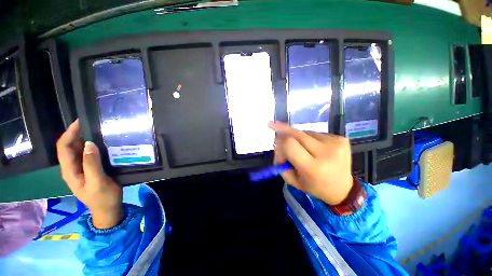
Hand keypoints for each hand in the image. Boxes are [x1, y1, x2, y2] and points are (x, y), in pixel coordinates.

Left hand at [56, 120, 122, 228]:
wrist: (108, 209)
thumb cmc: (103, 198)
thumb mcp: (98, 182)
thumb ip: (92, 164)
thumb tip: (89, 143)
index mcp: (70, 171)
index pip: (64, 148)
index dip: (70, 133)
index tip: (81, 122)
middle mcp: (72, 168)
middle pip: (69, 147)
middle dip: (77, 133)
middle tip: (92, 123)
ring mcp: (80, 169)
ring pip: (78, 150)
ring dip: (85, 139)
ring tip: (98, 130)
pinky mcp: (89, 169)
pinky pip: (87, 154)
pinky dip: (92, 146)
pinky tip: (102, 143)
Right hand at [269, 122, 353, 205]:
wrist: (343, 189)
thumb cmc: (314, 186)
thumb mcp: (292, 180)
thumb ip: (280, 161)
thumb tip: (276, 141)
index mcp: (313, 167)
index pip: (289, 144)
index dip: (279, 144)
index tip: (275, 146)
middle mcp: (326, 152)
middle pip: (296, 133)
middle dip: (282, 130)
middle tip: (273, 125)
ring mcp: (335, 143)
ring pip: (305, 132)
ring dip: (298, 138)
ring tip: (302, 148)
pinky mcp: (341, 138)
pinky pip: (315, 134)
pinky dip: (309, 139)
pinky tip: (313, 147)